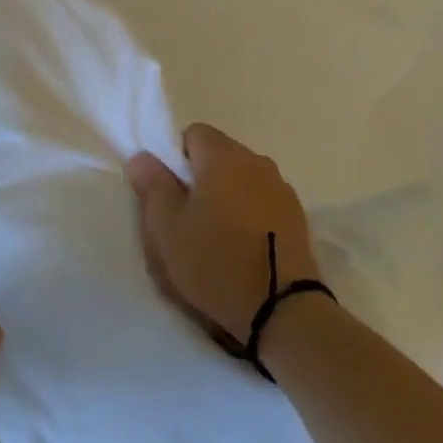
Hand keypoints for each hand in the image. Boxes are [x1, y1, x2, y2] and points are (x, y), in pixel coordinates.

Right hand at [127, 124, 320, 349]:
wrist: (284, 309)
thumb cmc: (216, 262)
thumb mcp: (168, 228)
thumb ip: (153, 186)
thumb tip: (143, 157)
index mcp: (224, 157)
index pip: (194, 133)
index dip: (176, 157)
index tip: (171, 193)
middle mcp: (257, 162)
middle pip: (220, 155)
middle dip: (201, 178)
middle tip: (188, 218)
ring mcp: (282, 189)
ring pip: (243, 179)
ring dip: (228, 196)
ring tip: (218, 237)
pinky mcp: (298, 217)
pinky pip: (263, 201)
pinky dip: (250, 214)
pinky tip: (244, 248)